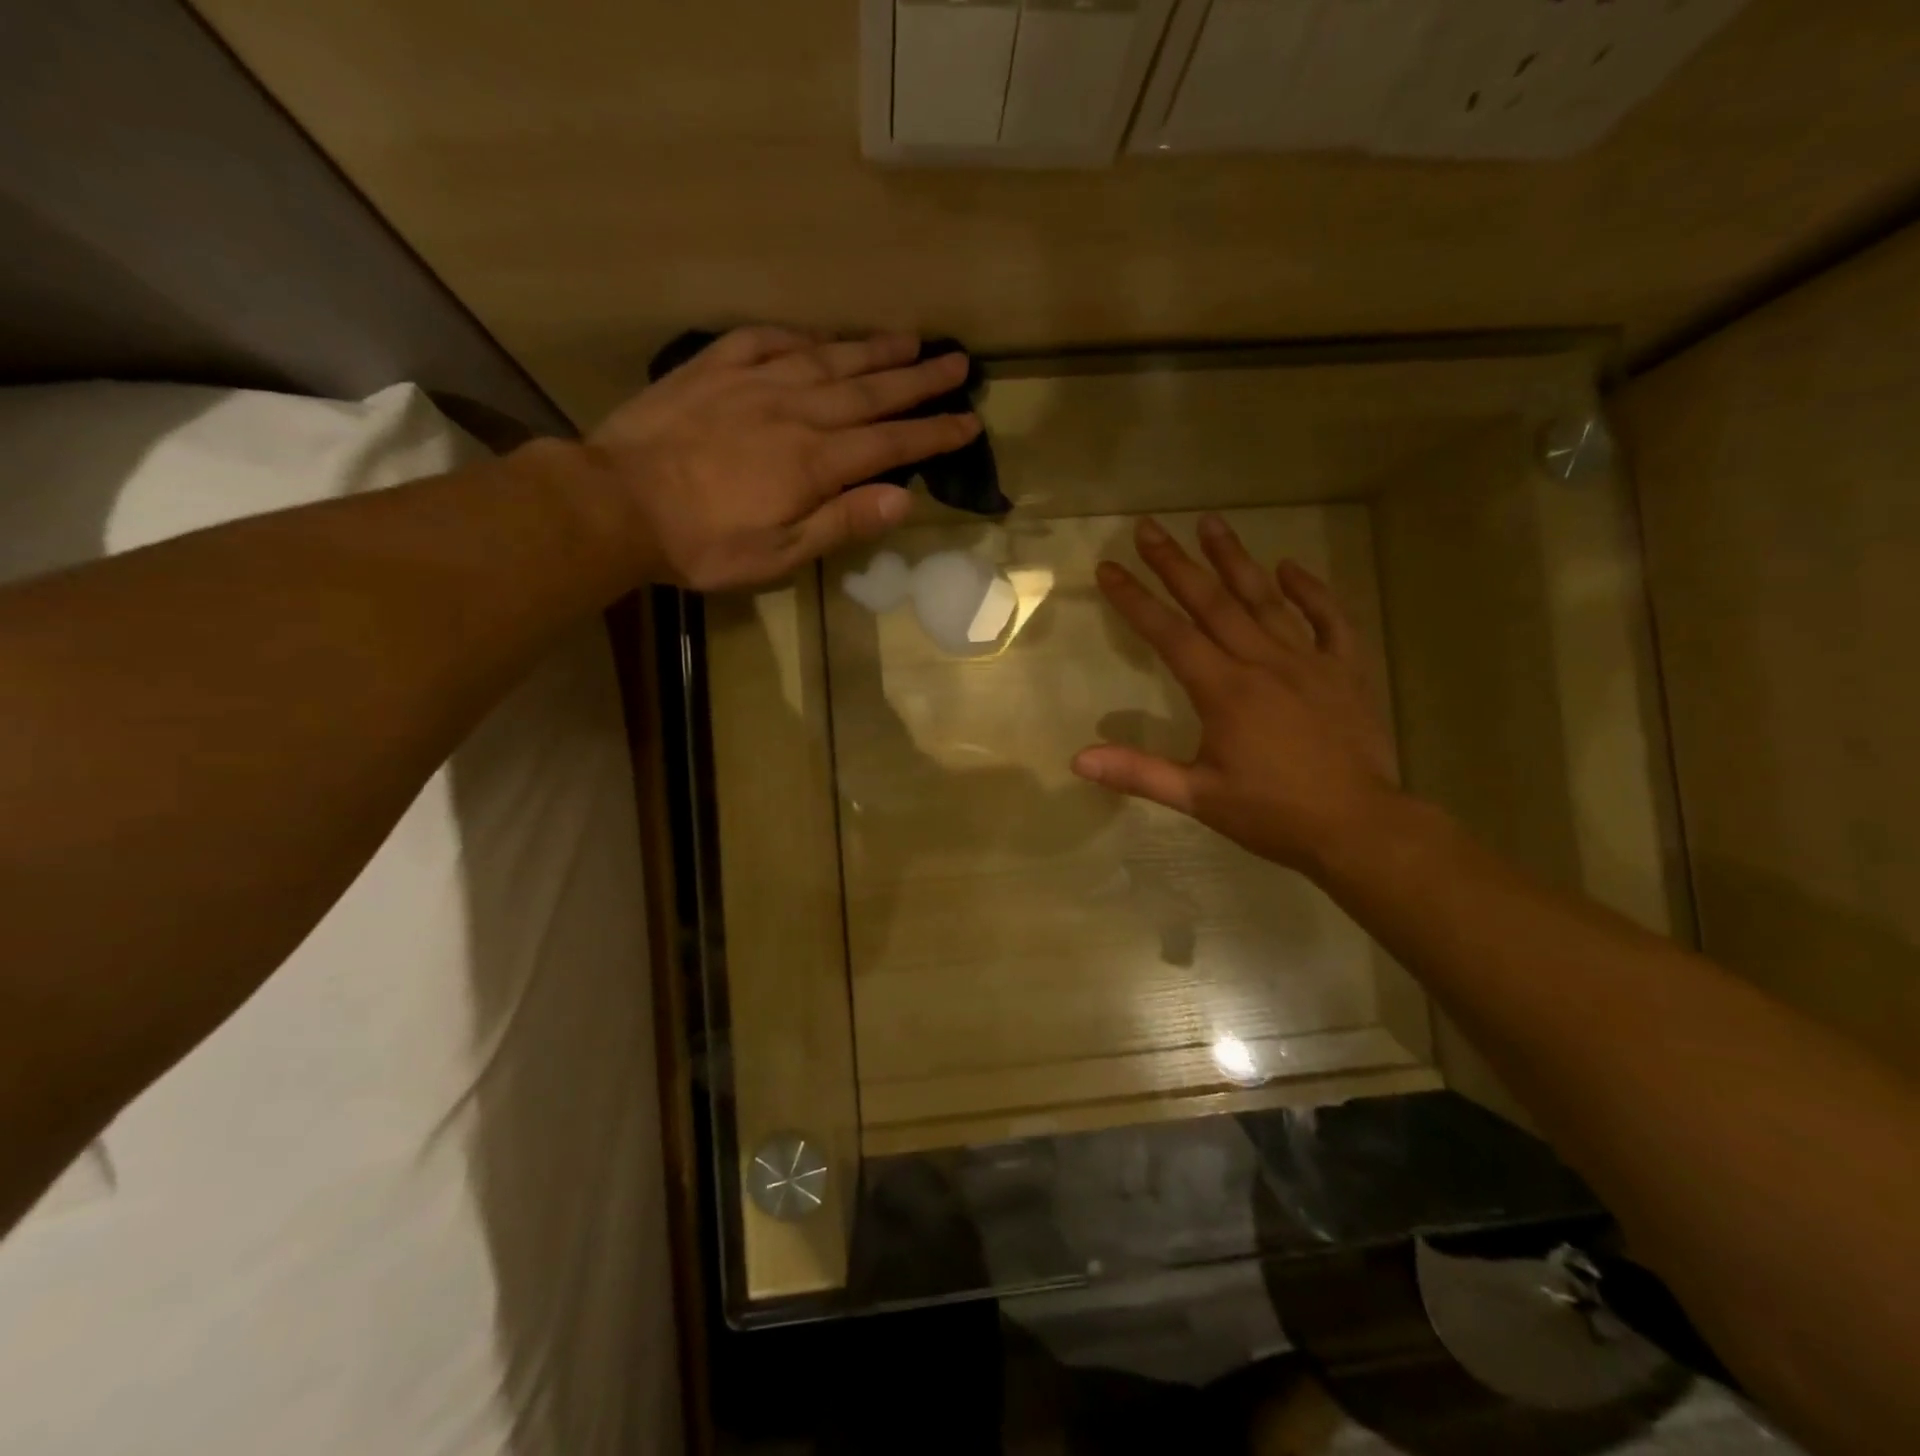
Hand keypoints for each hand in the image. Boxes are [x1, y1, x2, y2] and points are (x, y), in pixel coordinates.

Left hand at [585, 326, 979, 590]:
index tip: (969, 421)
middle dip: (918, 379)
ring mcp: (753, 382)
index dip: (933, 432)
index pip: (890, 443)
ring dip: (873, 349)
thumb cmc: (703, 543)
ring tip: (910, 338)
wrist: (617, 502)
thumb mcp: (779, 554)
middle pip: (869, 390)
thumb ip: (842, 522)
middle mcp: (795, 410)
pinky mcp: (713, 369)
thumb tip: (903, 499)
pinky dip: (800, 335)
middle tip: (957, 361)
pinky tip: (818, 335)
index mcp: (815, 461)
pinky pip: (766, 339)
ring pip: (827, 358)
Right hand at [1071, 514, 1403, 876]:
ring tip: (1211, 523)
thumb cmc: (1273, 814)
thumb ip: (1138, 773)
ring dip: (1235, 560)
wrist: (1359, 827)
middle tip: (1150, 527)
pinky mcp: (1346, 670)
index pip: (1170, 634)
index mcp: (1224, 691)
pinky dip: (1311, 592)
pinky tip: (1290, 567)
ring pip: (1266, 600)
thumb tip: (1078, 760)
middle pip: (1213, 603)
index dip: (1135, 600)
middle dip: (1176, 563)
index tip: (1109, 567)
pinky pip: (1330, 620)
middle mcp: (1263, 663)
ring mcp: (1308, 662)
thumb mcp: (1198, 797)